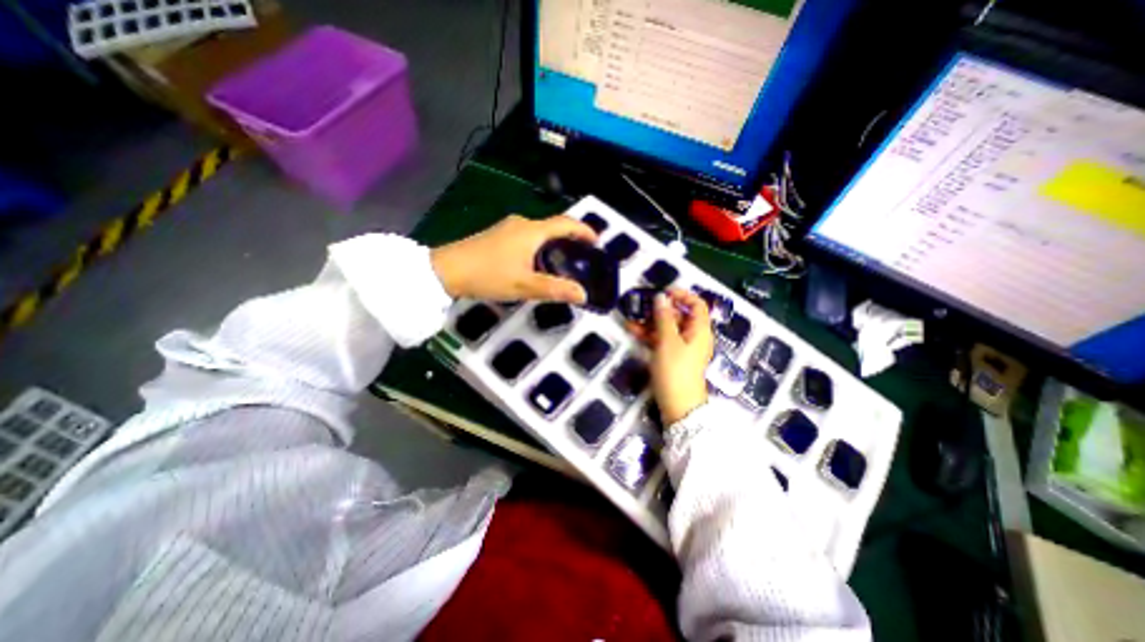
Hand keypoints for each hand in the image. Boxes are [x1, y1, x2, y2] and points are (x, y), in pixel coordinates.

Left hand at [429, 216, 600, 302]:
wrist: (445, 270)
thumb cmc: (488, 275)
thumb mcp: (525, 286)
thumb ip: (555, 289)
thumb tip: (583, 295)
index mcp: (532, 231)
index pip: (565, 223)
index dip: (584, 230)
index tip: (597, 242)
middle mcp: (522, 223)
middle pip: (553, 225)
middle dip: (571, 238)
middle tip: (582, 256)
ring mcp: (507, 227)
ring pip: (539, 231)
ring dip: (554, 242)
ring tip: (564, 260)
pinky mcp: (498, 235)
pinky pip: (527, 236)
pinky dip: (540, 245)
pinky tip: (538, 262)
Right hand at [631, 288, 712, 422]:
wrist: (678, 407)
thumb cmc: (676, 371)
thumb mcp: (668, 341)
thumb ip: (664, 318)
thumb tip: (661, 297)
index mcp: (699, 330)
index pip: (697, 305)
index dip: (682, 295)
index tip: (663, 292)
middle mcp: (693, 336)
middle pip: (680, 315)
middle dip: (660, 309)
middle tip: (642, 305)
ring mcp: (682, 348)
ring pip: (667, 328)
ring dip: (651, 322)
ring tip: (631, 317)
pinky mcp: (672, 357)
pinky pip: (662, 340)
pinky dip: (649, 334)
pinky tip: (632, 330)